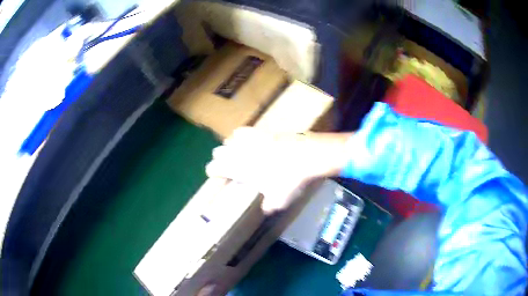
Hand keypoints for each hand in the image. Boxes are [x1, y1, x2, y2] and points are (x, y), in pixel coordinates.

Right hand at [206, 127, 351, 212]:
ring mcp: (251, 139)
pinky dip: (241, 135)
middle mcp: (240, 152)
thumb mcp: (279, 200)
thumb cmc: (290, 179)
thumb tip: (265, 209)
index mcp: (239, 168)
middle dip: (219, 159)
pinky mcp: (263, 131)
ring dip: (228, 146)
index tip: (213, 175)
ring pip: (229, 139)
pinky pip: (244, 130)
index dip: (211, 171)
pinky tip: (247, 139)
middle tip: (226, 166)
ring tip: (235, 152)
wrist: (307, 155)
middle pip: (218, 151)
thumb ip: (268, 206)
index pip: (215, 167)